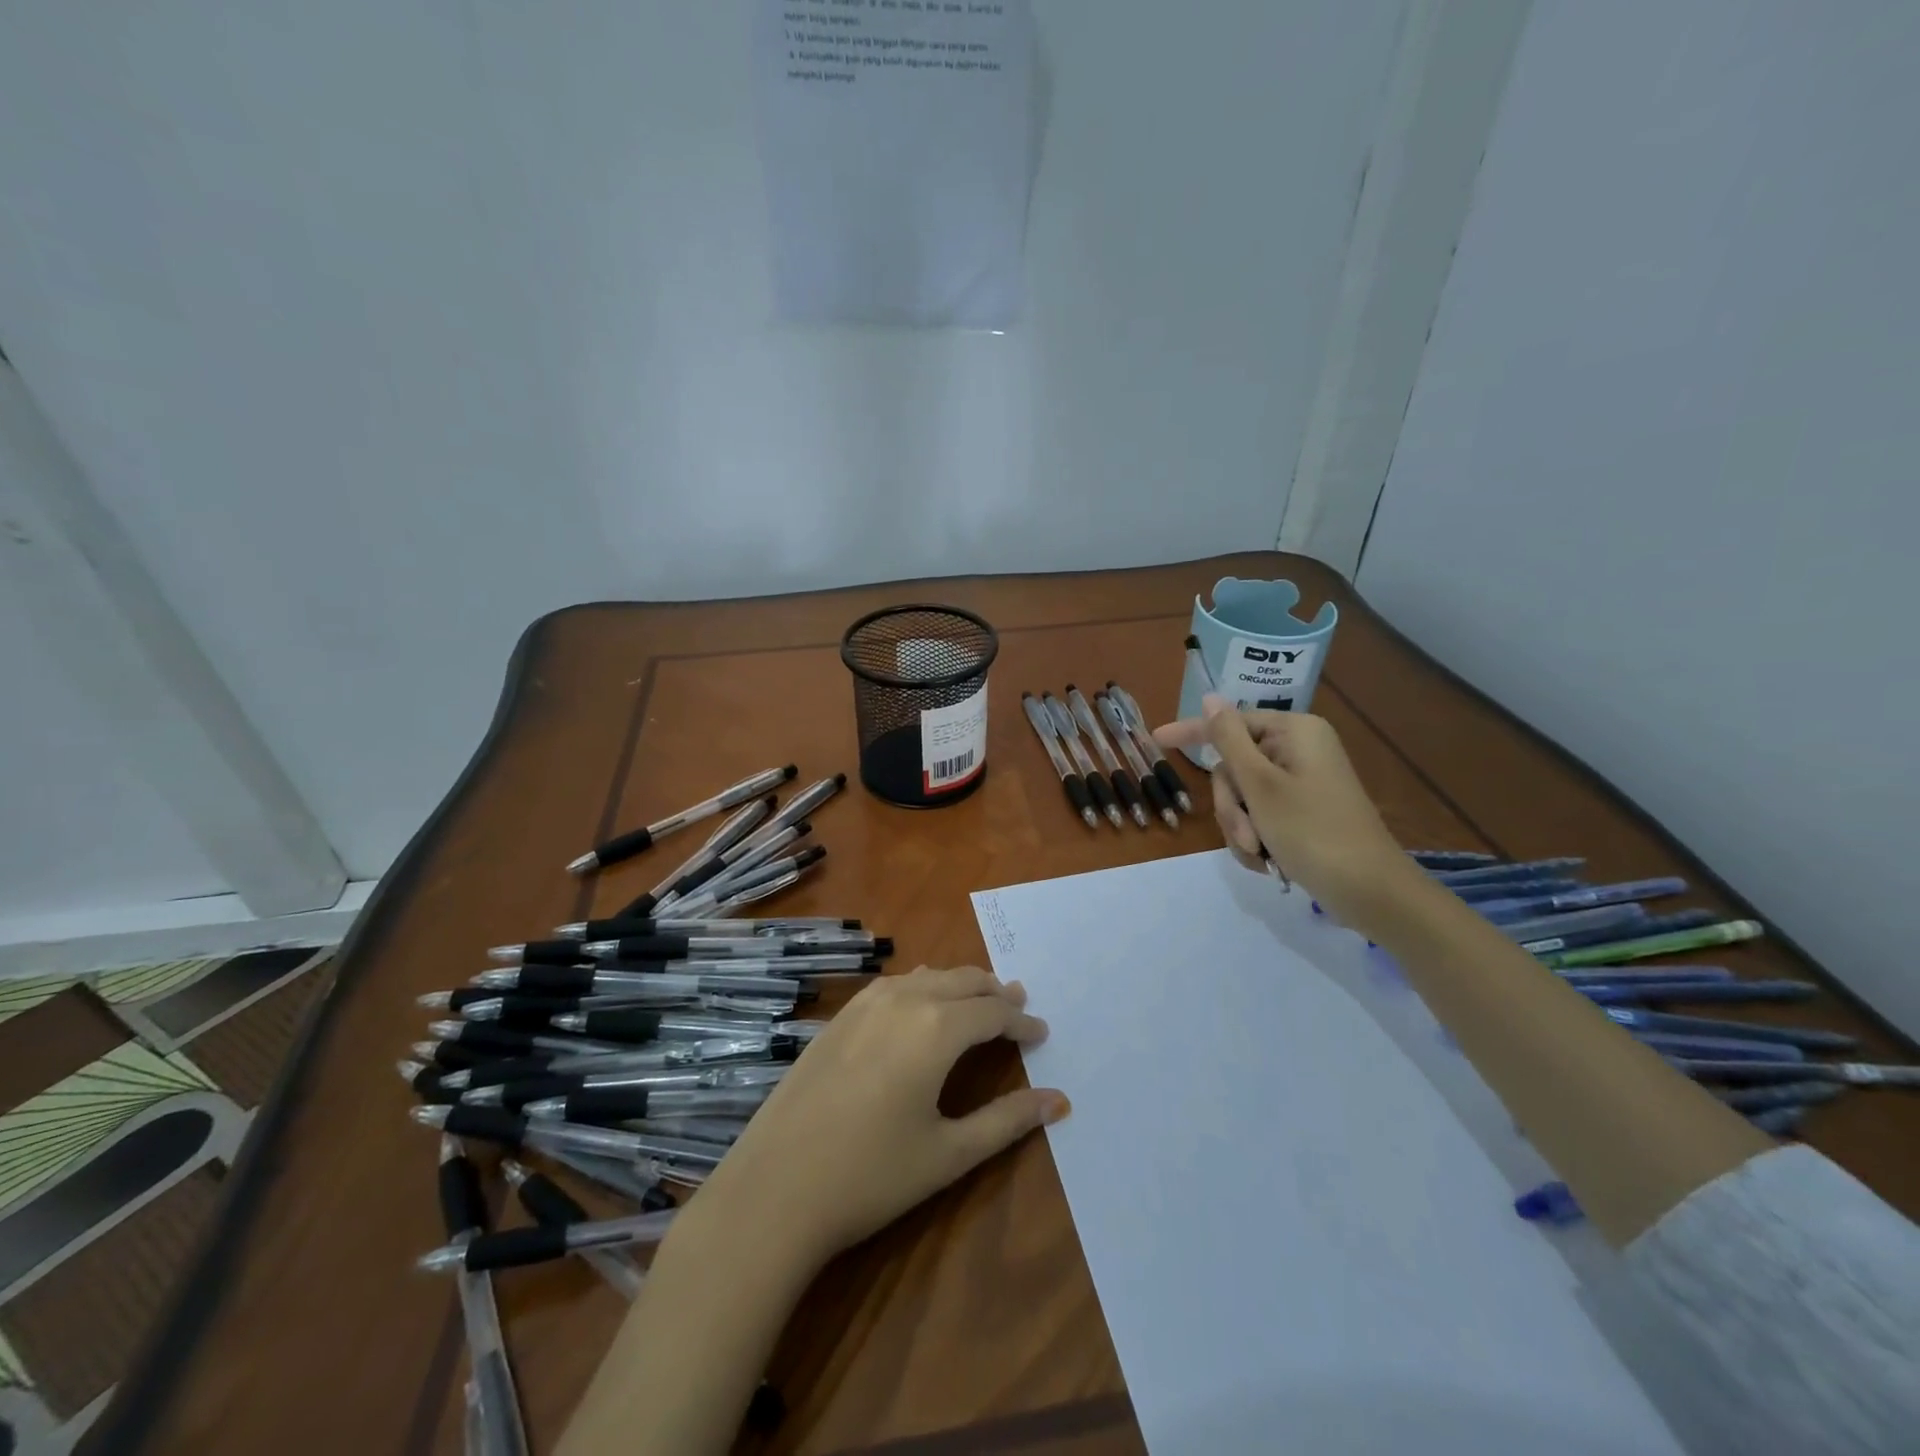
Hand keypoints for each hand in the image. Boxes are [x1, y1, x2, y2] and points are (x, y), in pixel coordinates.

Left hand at [693, 967, 1067, 1274]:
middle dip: (995, 994)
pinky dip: (923, 987)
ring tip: (979, 1002)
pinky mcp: (840, 1016)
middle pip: (963, 981)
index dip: (1021, 1022)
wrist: (774, 1188)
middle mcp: (904, 999)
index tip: (1041, 1033)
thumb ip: (1007, 1121)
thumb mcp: (949, 1154)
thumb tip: (1059, 1101)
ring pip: (928, 976)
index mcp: (936, 1027)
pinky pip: (895, 984)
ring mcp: (866, 1003)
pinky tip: (922, 1005)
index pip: (992, 1012)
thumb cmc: (871, 1175)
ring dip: (960, 985)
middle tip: (1017, 1008)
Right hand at [1155, 695, 1424, 932]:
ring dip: (1241, 827)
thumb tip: (1212, 697)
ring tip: (1259, 854)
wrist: (1369, 890)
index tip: (1156, 739)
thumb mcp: (1261, 785)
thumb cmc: (1312, 831)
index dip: (1192, 733)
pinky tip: (1267, 861)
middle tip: (1245, 834)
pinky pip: (1261, 815)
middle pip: (1235, 767)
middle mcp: (1298, 750)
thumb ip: (1229, 739)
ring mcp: (1302, 782)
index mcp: (1294, 732)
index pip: (1230, 724)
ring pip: (1244, 796)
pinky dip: (1257, 838)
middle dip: (1231, 806)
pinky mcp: (1304, 811)